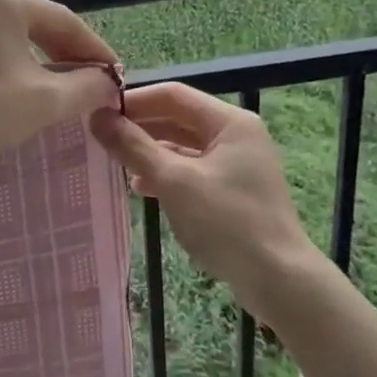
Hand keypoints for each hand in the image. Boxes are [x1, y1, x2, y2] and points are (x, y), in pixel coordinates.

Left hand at [0, 0, 121, 166]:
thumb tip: (106, 82)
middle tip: (85, 81)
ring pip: (0, 36)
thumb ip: (85, 87)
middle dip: (62, 53)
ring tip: (48, 86)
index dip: (94, 50)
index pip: (64, 22)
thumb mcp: (44, 102)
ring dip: (29, 59)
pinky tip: (2, 88)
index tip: (114, 75)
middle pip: (31, 25)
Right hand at [89, 83, 320, 303]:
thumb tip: (97, 117)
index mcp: (229, 122)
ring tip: (115, 163)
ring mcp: (237, 165)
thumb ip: (133, 146)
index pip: (173, 95)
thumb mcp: (174, 181)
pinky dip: (166, 175)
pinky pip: (191, 171)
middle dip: (139, 128)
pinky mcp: (233, 192)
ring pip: (183, 147)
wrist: (278, 280)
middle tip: (100, 138)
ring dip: (149, 152)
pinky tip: (141, 188)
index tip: (98, 112)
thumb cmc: (227, 222)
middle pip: (178, 119)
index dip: (134, 101)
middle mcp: (236, 136)